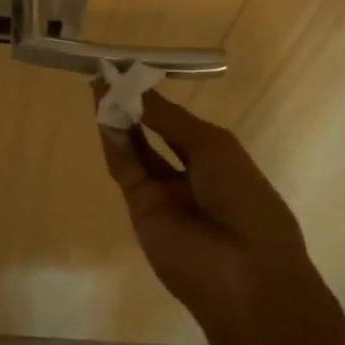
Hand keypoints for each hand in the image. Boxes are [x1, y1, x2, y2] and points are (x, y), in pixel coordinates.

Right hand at [96, 89, 338, 344]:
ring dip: (118, 119)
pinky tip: (104, 114)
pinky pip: (125, 168)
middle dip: (133, 105)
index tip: (131, 70)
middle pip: (152, 133)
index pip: (177, 122)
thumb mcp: (212, 147)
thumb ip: (168, 118)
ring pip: (135, 149)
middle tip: (108, 75)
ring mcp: (163, 192)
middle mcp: (188, 173)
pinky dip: (114, 142)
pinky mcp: (141, 209)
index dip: (155, 98)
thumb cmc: (244, 198)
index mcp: (216, 157)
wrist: (245, 273)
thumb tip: (136, 88)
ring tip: (100, 85)